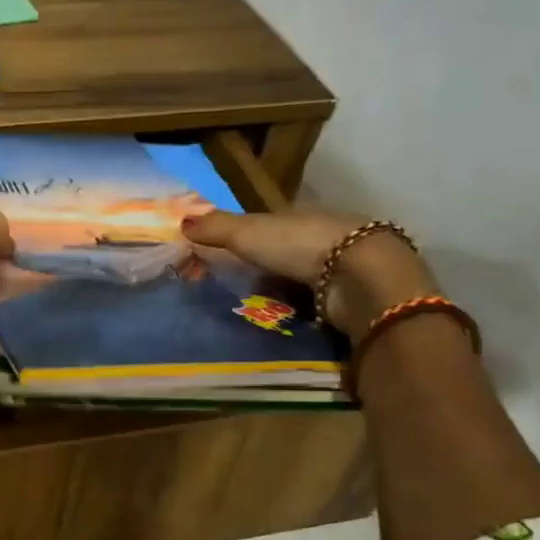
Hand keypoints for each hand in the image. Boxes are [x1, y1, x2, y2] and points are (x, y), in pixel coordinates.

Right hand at [182, 209, 435, 338]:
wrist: (359, 277)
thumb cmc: (300, 246)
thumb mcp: (248, 232)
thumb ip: (215, 228)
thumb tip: (181, 220)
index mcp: (300, 217)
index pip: (269, 227)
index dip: (246, 240)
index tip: (225, 259)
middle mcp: (323, 238)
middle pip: (286, 255)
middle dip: (266, 271)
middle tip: (238, 292)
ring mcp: (340, 269)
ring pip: (303, 280)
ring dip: (283, 294)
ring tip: (257, 312)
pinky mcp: (350, 298)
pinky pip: (316, 304)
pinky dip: (301, 311)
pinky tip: (285, 321)